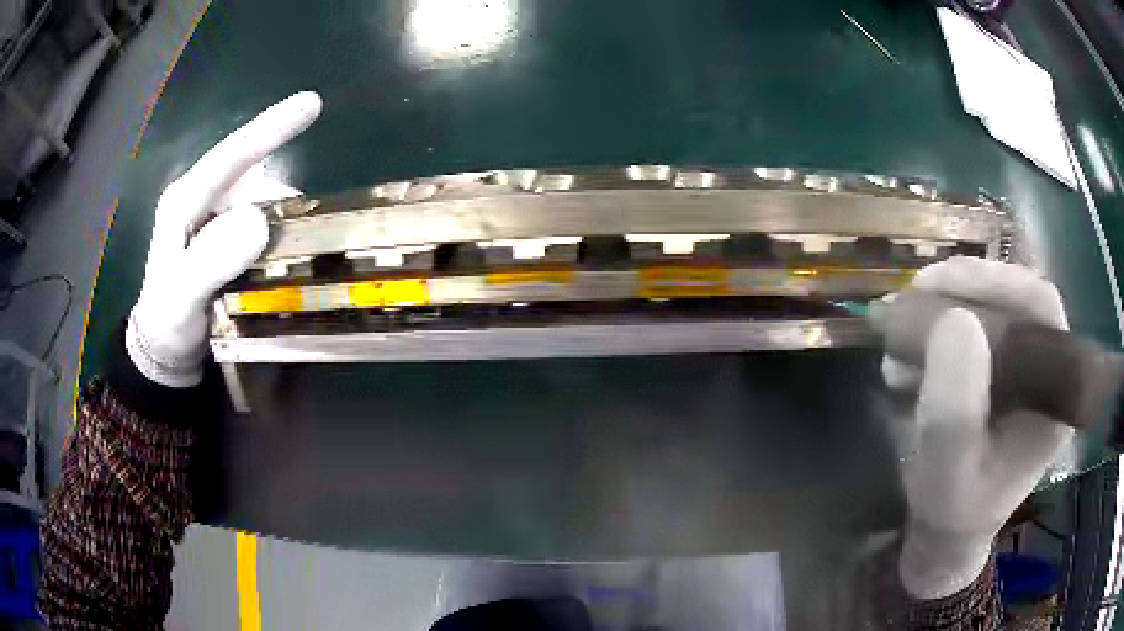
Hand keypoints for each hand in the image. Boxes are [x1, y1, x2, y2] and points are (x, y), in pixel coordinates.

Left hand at [126, 92, 322, 387]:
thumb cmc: (169, 321)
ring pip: (261, 200)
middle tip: (300, 235)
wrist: (166, 346)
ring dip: (281, 220)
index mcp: (184, 200)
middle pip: (252, 177)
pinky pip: (261, 220)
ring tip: (287, 257)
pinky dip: (277, 232)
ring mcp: (215, 215)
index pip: (229, 156)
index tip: (311, 104)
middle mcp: (202, 198)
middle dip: (280, 197)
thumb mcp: (183, 297)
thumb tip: (258, 220)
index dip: (269, 128)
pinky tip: (279, 257)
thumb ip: (211, 261)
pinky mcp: (227, 232)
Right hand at [881, 257, 1073, 598]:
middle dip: (965, 289)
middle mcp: (1045, 371)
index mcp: (1053, 395)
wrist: (946, 530)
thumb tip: (955, 320)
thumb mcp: (947, 474)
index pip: (1041, 308)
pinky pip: (974, 325)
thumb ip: (954, 413)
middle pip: (1015, 299)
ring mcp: (1022, 368)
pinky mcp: (1000, 369)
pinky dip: (938, 325)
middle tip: (916, 294)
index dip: (999, 281)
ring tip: (903, 328)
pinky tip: (909, 348)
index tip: (943, 283)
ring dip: (945, 306)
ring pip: (992, 307)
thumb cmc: (953, 510)